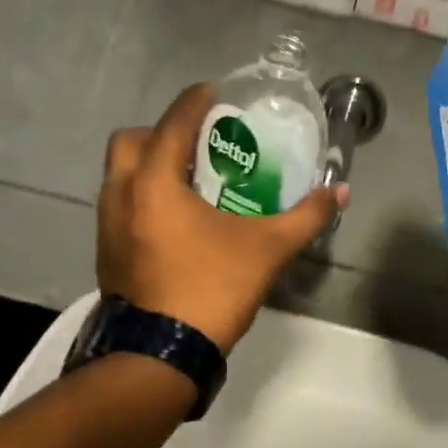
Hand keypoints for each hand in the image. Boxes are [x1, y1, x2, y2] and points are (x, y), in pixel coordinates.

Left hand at [98, 83, 346, 352]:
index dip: (196, 101)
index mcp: (154, 182)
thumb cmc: (211, 290)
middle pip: (132, 141)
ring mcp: (107, 225)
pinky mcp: (106, 251)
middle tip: (198, 144)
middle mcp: (121, 194)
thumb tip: (341, 192)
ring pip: (120, 174)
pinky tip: (175, 220)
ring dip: (149, 165)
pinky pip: (120, 204)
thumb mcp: (267, 250)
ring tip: (190, 180)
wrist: (160, 355)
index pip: (173, 122)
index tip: (215, 92)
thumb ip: (306, 216)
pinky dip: (142, 196)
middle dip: (162, 132)